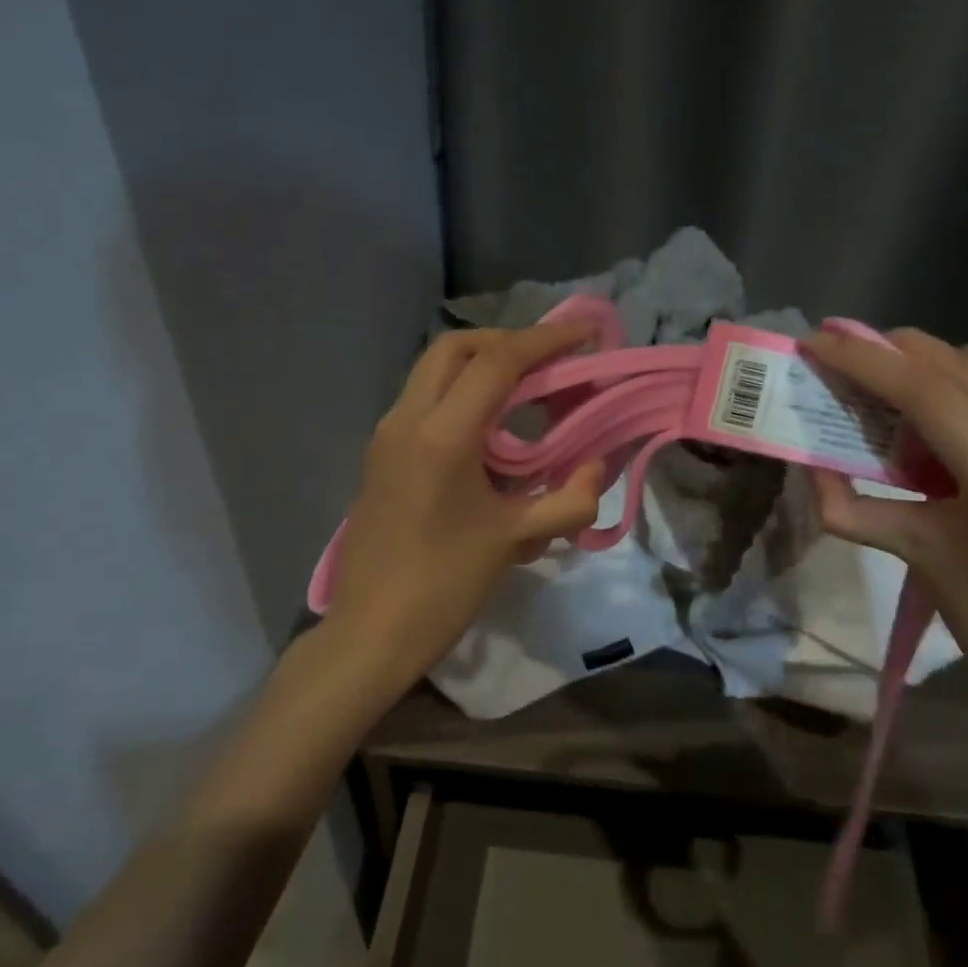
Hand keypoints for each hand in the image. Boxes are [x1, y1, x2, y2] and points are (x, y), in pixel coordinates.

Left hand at [325, 323, 606, 686]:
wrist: (371, 632)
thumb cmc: (444, 586)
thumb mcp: (516, 540)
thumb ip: (570, 499)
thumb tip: (596, 466)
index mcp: (442, 435)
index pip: (498, 362)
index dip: (546, 340)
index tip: (585, 334)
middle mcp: (406, 420)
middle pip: (454, 348)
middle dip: (506, 342)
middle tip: (549, 362)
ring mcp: (386, 436)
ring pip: (433, 371)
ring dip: (480, 367)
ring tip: (526, 391)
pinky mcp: (380, 456)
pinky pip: (423, 402)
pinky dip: (460, 395)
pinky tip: (491, 432)